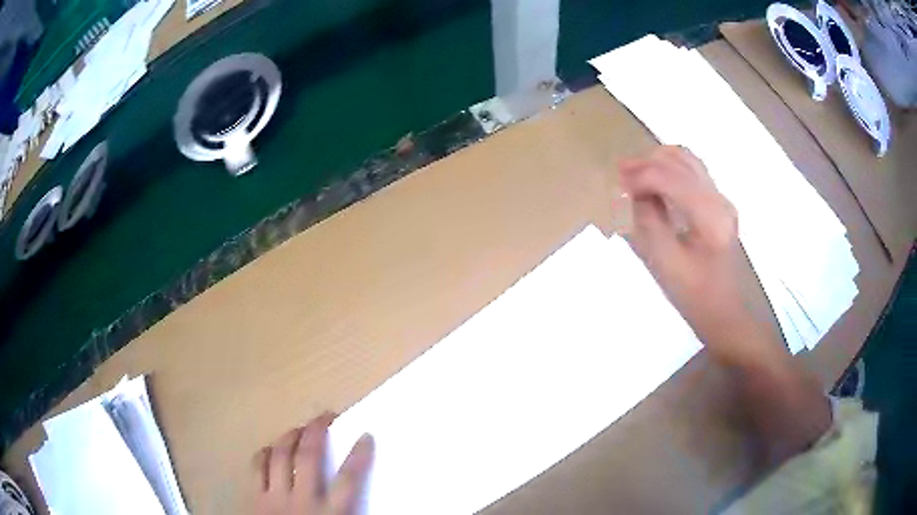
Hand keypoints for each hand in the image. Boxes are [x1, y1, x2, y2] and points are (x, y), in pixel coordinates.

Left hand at [253, 414, 373, 514]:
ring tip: (298, 428)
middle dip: (317, 432)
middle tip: (324, 416)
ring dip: (289, 437)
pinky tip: (269, 449)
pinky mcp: (253, 499)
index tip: (365, 435)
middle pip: (309, 457)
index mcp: (329, 514)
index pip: (349, 480)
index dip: (359, 455)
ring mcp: (273, 498)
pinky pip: (255, 468)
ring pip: (280, 457)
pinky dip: (263, 454)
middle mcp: (301, 501)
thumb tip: (366, 504)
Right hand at [619, 146, 765, 364]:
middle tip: (620, 175)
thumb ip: (648, 220)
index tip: (617, 185)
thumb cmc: (694, 296)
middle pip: (679, 160)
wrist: (724, 312)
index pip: (670, 177)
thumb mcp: (664, 262)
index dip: (640, 176)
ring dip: (659, 162)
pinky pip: (692, 172)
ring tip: (635, 175)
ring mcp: (722, 199)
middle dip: (647, 164)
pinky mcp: (719, 203)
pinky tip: (655, 183)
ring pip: (687, 160)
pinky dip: (670, 170)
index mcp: (709, 216)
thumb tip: (633, 191)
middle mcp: (719, 199)